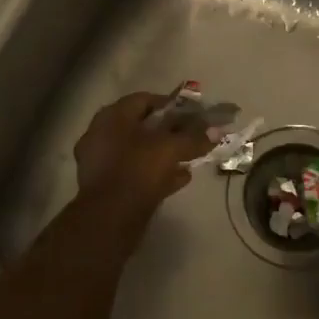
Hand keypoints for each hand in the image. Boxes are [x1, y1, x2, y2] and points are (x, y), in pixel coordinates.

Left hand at [72, 91, 208, 217]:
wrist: (108, 219)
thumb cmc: (138, 170)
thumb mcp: (171, 149)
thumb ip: (194, 137)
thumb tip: (217, 130)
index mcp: (113, 116)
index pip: (145, 99)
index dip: (171, 105)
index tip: (193, 114)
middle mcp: (102, 134)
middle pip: (143, 126)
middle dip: (170, 131)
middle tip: (193, 137)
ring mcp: (102, 162)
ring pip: (139, 152)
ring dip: (164, 154)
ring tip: (190, 160)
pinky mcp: (106, 187)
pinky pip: (136, 173)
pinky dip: (157, 173)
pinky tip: (180, 179)